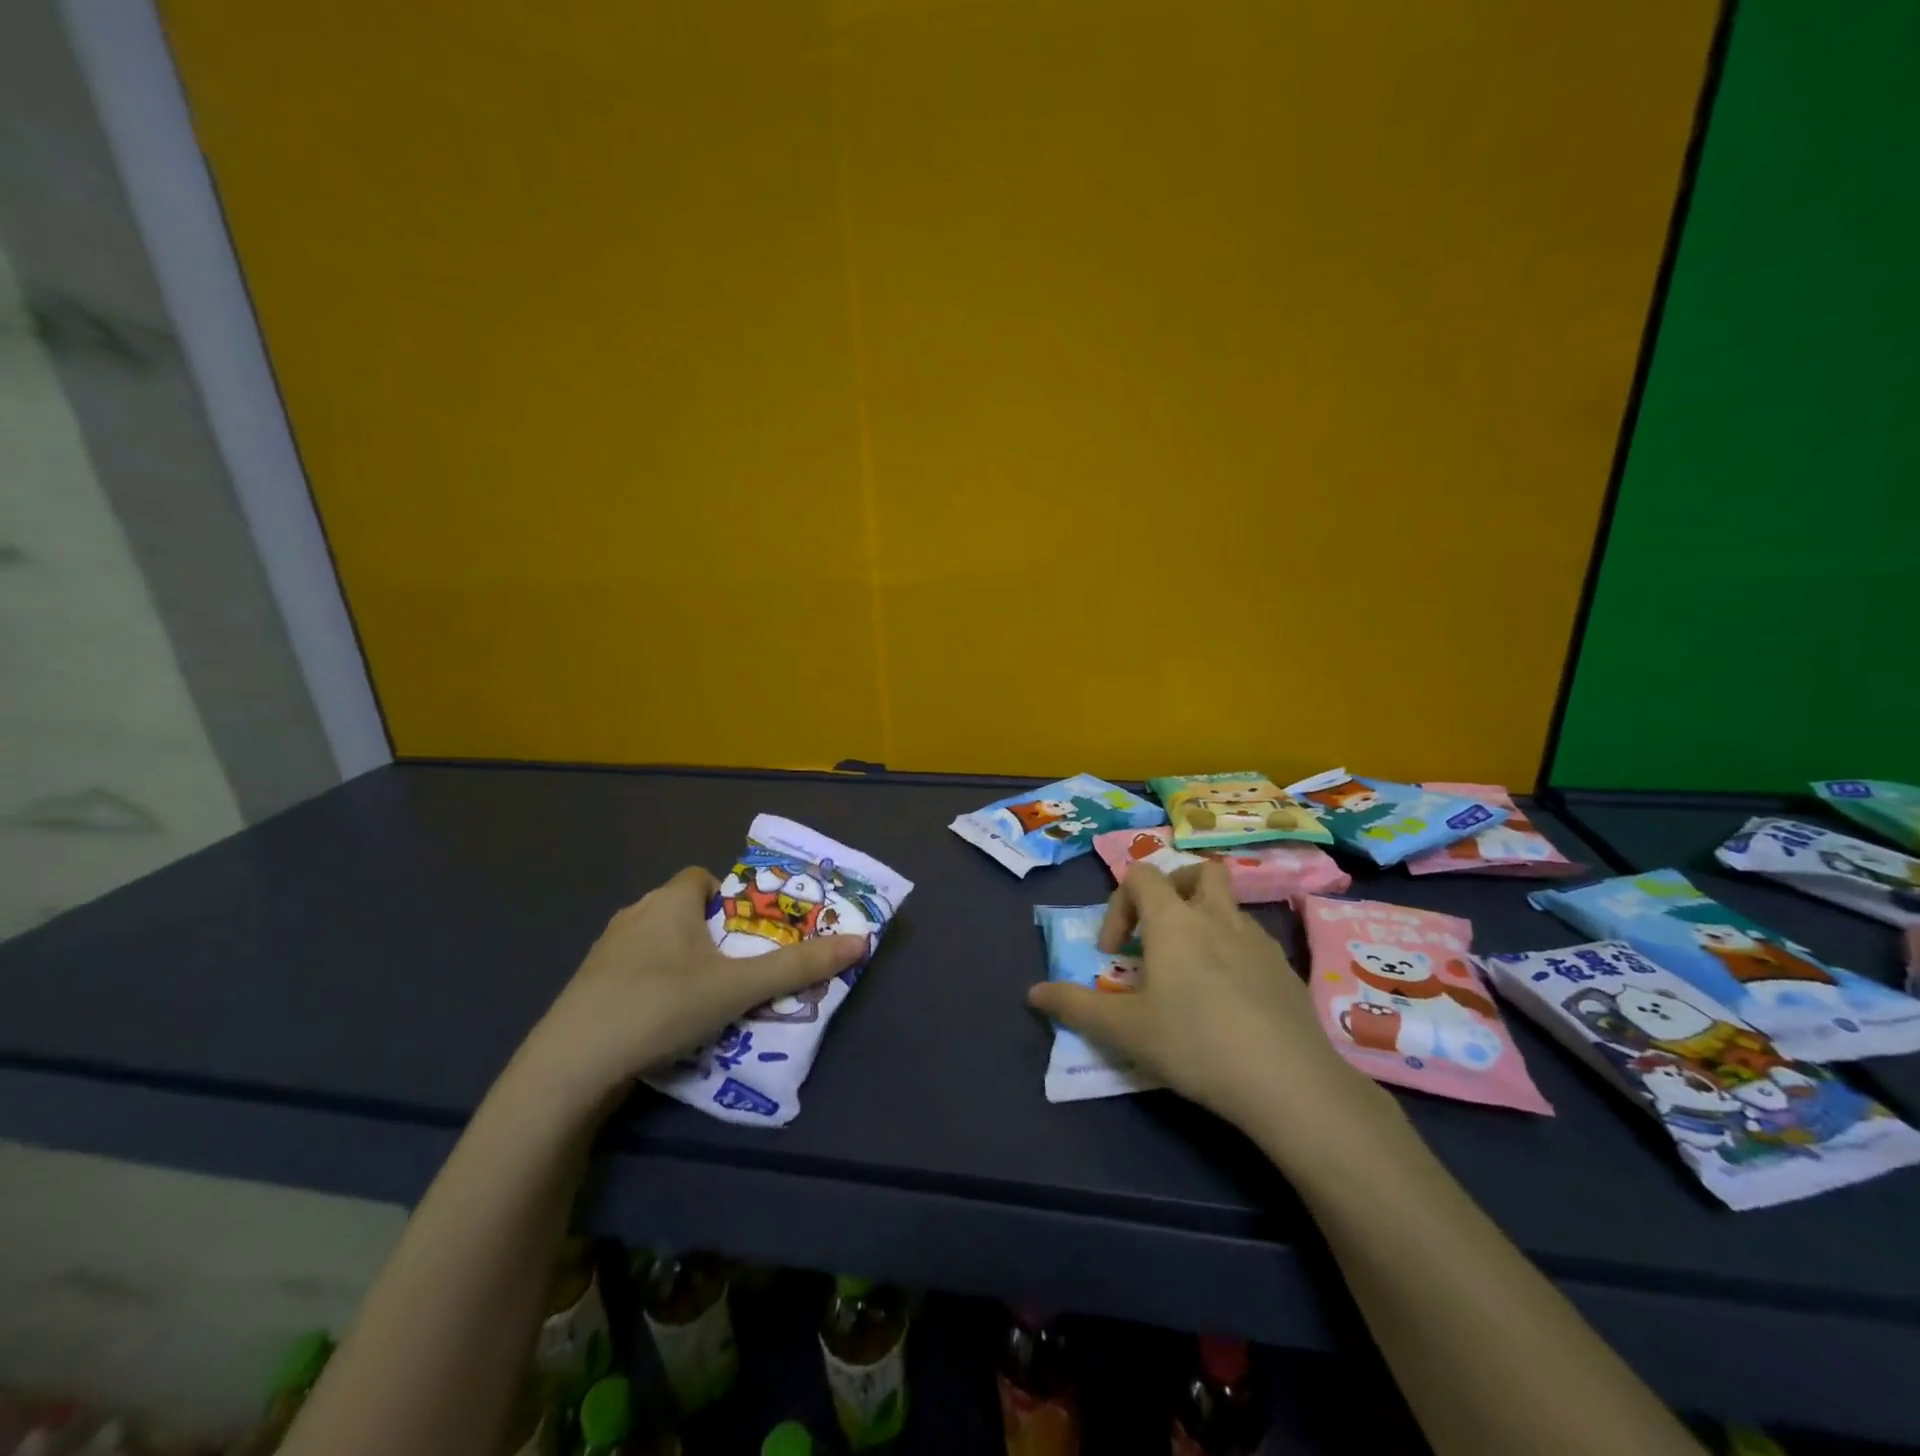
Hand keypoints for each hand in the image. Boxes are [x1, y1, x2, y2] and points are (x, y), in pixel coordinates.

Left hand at [515, 867, 865, 1110]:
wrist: (570, 1067)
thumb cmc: (661, 1006)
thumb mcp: (739, 987)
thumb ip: (799, 966)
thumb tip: (862, 941)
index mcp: (668, 901)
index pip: (703, 877)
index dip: (730, 898)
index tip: (749, 934)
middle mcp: (635, 915)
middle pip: (684, 911)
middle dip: (713, 936)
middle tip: (740, 970)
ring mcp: (605, 952)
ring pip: (659, 944)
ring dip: (684, 963)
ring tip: (709, 1001)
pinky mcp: (588, 988)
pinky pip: (634, 973)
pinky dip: (655, 987)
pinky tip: (666, 1024)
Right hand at [1027, 862, 1381, 1136]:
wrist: (1289, 1082)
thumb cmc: (1195, 1043)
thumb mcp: (1124, 1030)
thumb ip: (1074, 1006)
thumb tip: (1033, 992)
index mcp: (1174, 920)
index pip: (1141, 875)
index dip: (1119, 904)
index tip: (1115, 952)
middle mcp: (1217, 917)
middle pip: (1197, 872)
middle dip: (1173, 891)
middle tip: (1159, 933)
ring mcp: (1258, 940)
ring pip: (1228, 906)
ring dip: (1204, 922)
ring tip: (1192, 971)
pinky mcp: (1285, 969)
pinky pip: (1252, 940)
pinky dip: (1233, 951)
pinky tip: (1229, 998)